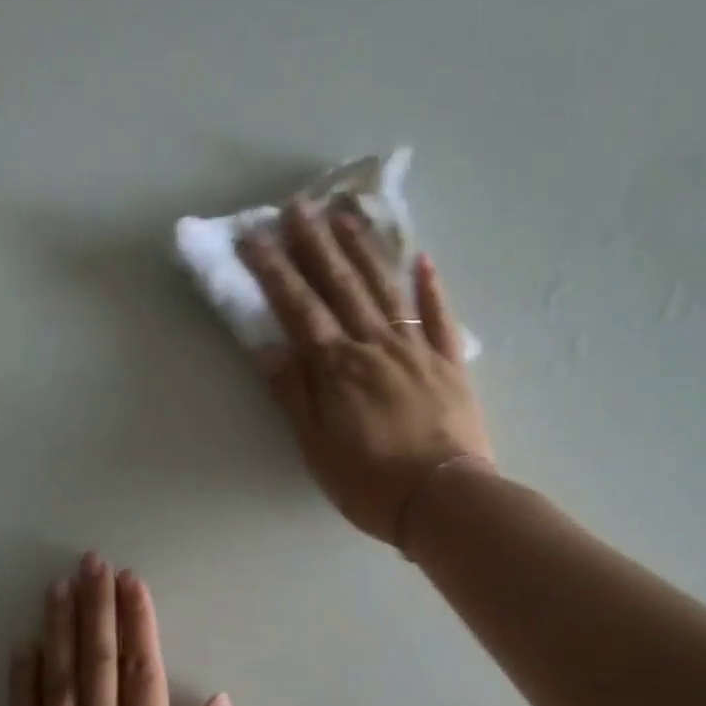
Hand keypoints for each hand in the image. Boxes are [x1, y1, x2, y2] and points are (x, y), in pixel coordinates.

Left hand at [8, 554, 240, 705]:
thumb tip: (219, 700)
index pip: (142, 669)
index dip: (137, 620)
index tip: (130, 580)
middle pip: (97, 662)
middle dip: (95, 607)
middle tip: (91, 562)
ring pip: (57, 682)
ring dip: (59, 630)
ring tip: (58, 587)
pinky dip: (21, 683)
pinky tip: (23, 648)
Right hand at [238, 200, 492, 545]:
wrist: (443, 500)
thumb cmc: (370, 483)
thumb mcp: (316, 447)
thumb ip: (293, 394)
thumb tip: (266, 346)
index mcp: (339, 368)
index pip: (299, 308)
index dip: (275, 270)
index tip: (255, 235)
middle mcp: (376, 346)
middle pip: (342, 286)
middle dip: (317, 244)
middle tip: (300, 205)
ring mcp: (417, 350)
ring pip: (386, 289)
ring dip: (365, 250)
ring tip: (347, 215)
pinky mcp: (450, 363)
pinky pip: (440, 317)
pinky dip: (431, 287)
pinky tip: (423, 259)